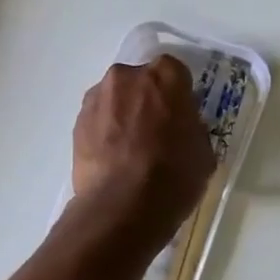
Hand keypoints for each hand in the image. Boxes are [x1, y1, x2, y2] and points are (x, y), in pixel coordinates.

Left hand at [71, 55, 215, 233]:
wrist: (122, 206)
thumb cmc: (173, 175)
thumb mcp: (203, 151)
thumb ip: (191, 127)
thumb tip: (181, 126)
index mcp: (165, 76)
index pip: (175, 72)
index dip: (178, 95)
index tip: (180, 116)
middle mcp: (127, 76)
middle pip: (141, 81)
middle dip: (147, 100)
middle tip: (155, 132)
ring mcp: (98, 97)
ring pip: (115, 98)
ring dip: (122, 114)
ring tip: (129, 149)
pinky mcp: (77, 121)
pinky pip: (97, 119)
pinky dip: (104, 131)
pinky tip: (112, 159)